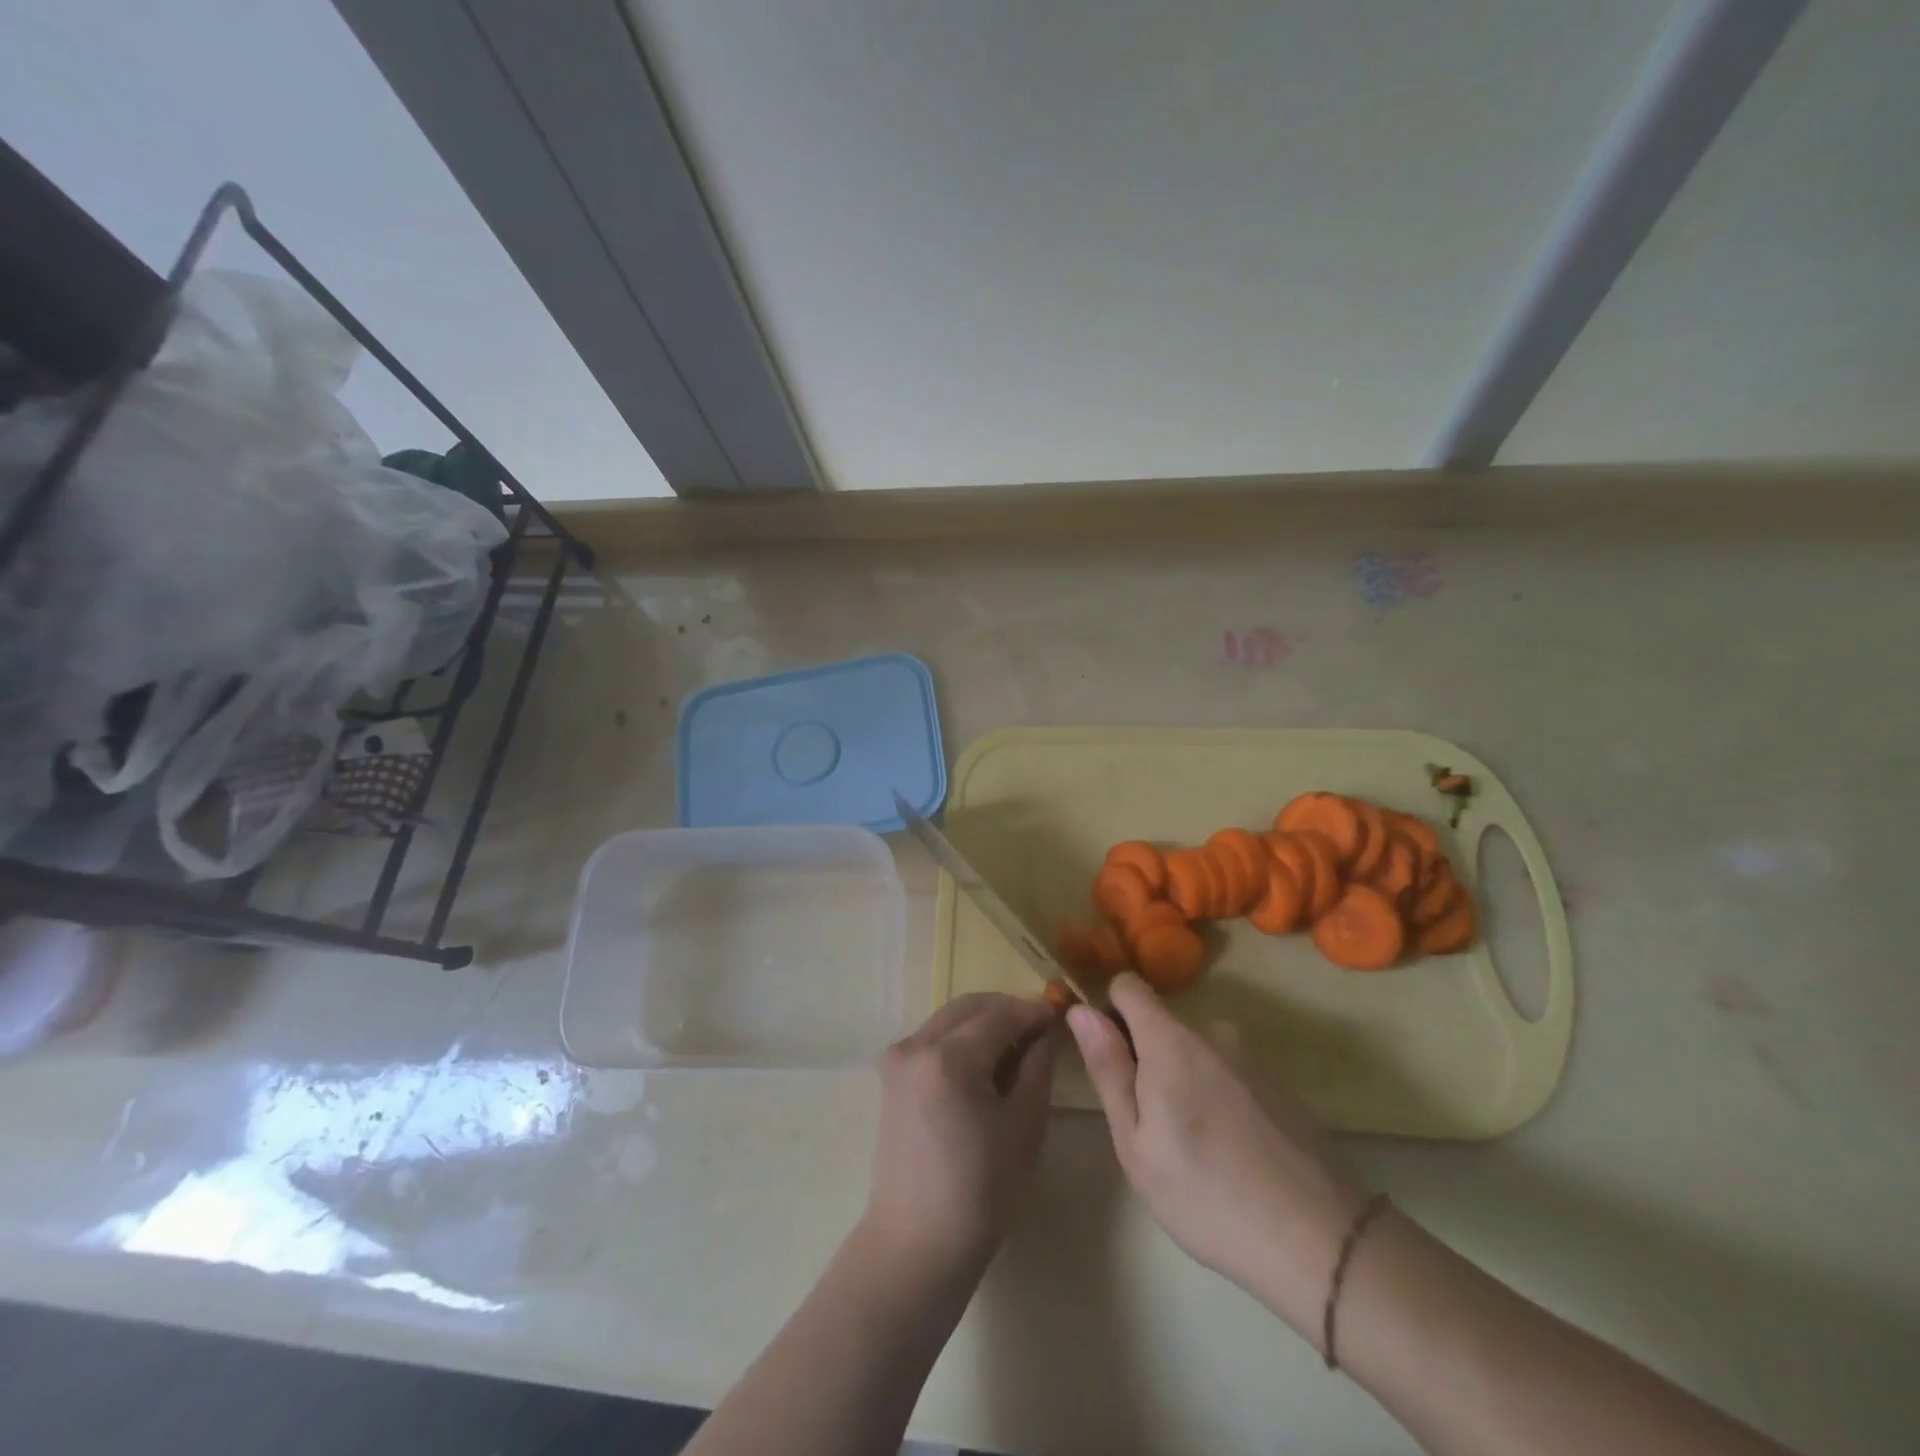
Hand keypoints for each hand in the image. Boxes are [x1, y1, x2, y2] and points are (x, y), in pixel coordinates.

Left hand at [863, 993, 1059, 1272]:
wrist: (917, 1242)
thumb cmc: (981, 1191)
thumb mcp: (1024, 1126)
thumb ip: (1037, 1068)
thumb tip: (1045, 1033)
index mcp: (949, 1057)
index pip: (1000, 1015)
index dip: (1032, 1011)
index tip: (1059, 1014)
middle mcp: (917, 1045)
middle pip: (970, 1006)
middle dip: (1007, 1010)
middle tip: (1039, 1028)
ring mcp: (898, 1057)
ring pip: (949, 1018)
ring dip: (983, 1021)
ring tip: (1015, 1046)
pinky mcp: (891, 1074)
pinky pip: (933, 1037)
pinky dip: (961, 1037)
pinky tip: (983, 1062)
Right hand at [1067, 973, 1371, 1333]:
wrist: (1320, 1240)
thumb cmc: (1206, 1194)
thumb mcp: (1136, 1142)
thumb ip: (1108, 1068)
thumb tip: (1080, 1009)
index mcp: (1170, 1039)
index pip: (1128, 986)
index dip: (1109, 1012)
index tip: (1109, 1058)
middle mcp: (1212, 1031)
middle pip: (1162, 1024)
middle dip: (1147, 1058)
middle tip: (1152, 1127)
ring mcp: (1251, 1055)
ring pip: (1196, 1052)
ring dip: (1184, 1080)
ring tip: (1195, 1148)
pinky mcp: (1279, 1082)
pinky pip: (1229, 1072)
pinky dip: (1218, 1096)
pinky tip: (1233, 1152)